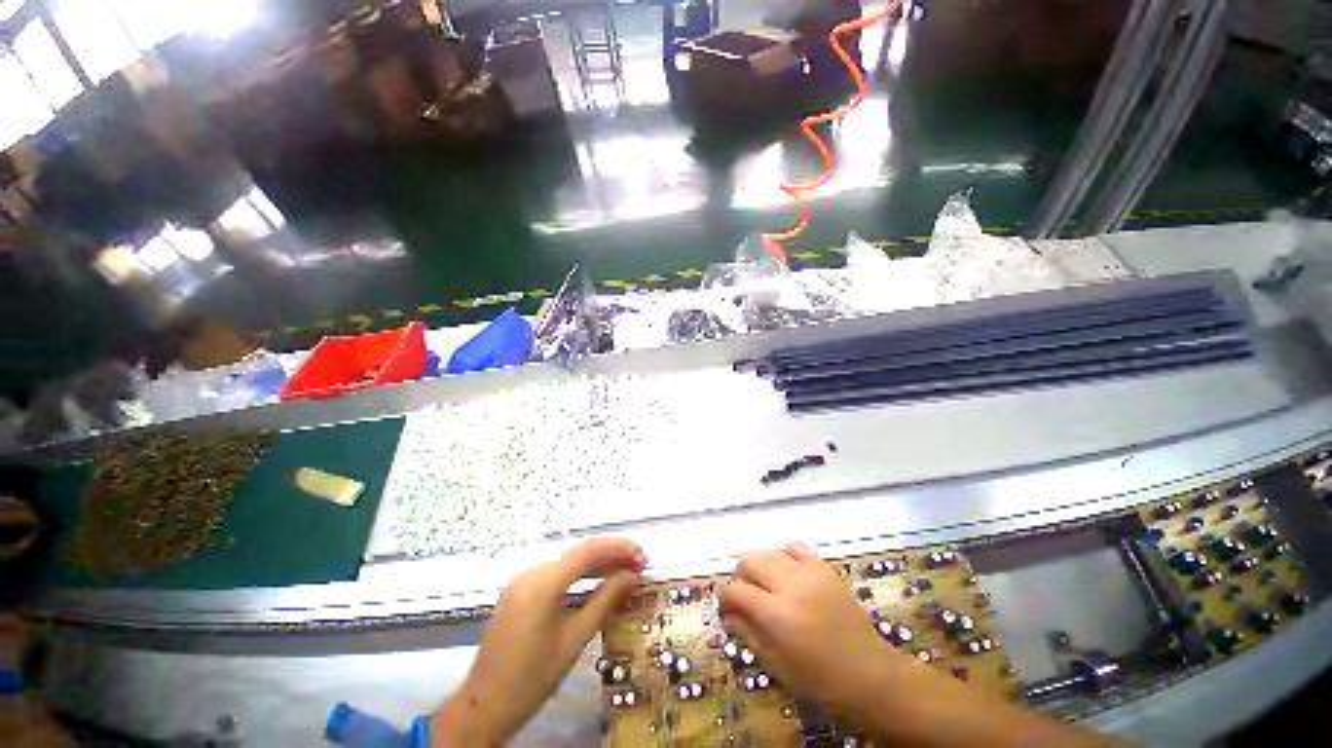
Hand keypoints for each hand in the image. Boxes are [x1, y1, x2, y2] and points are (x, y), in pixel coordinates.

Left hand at [432, 538, 644, 745]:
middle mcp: (532, 572)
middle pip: (578, 554)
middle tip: (639, 565)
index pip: (588, 551)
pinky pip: (555, 574)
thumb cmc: (534, 677)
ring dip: (597, 565)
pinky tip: (596, 582)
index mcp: (543, 582)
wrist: (485, 705)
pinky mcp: (519, 591)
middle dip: (611, 556)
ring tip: (625, 572)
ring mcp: (522, 580)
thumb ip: (606, 599)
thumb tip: (632, 575)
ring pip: (568, 563)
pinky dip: (579, 576)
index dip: (618, 549)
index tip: (642, 555)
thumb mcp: (576, 637)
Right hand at [720, 542, 897, 724]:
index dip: (726, 597)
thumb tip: (728, 612)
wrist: (870, 675)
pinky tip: (787, 571)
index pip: (737, 590)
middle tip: (745, 594)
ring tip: (765, 584)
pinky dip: (784, 555)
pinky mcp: (824, 568)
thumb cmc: (819, 681)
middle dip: (741, 575)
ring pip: (770, 551)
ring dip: (760, 565)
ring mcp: (810, 572)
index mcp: (777, 615)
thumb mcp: (776, 665)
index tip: (727, 607)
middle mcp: (791, 585)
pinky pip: (796, 548)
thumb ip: (747, 633)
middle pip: (750, 560)